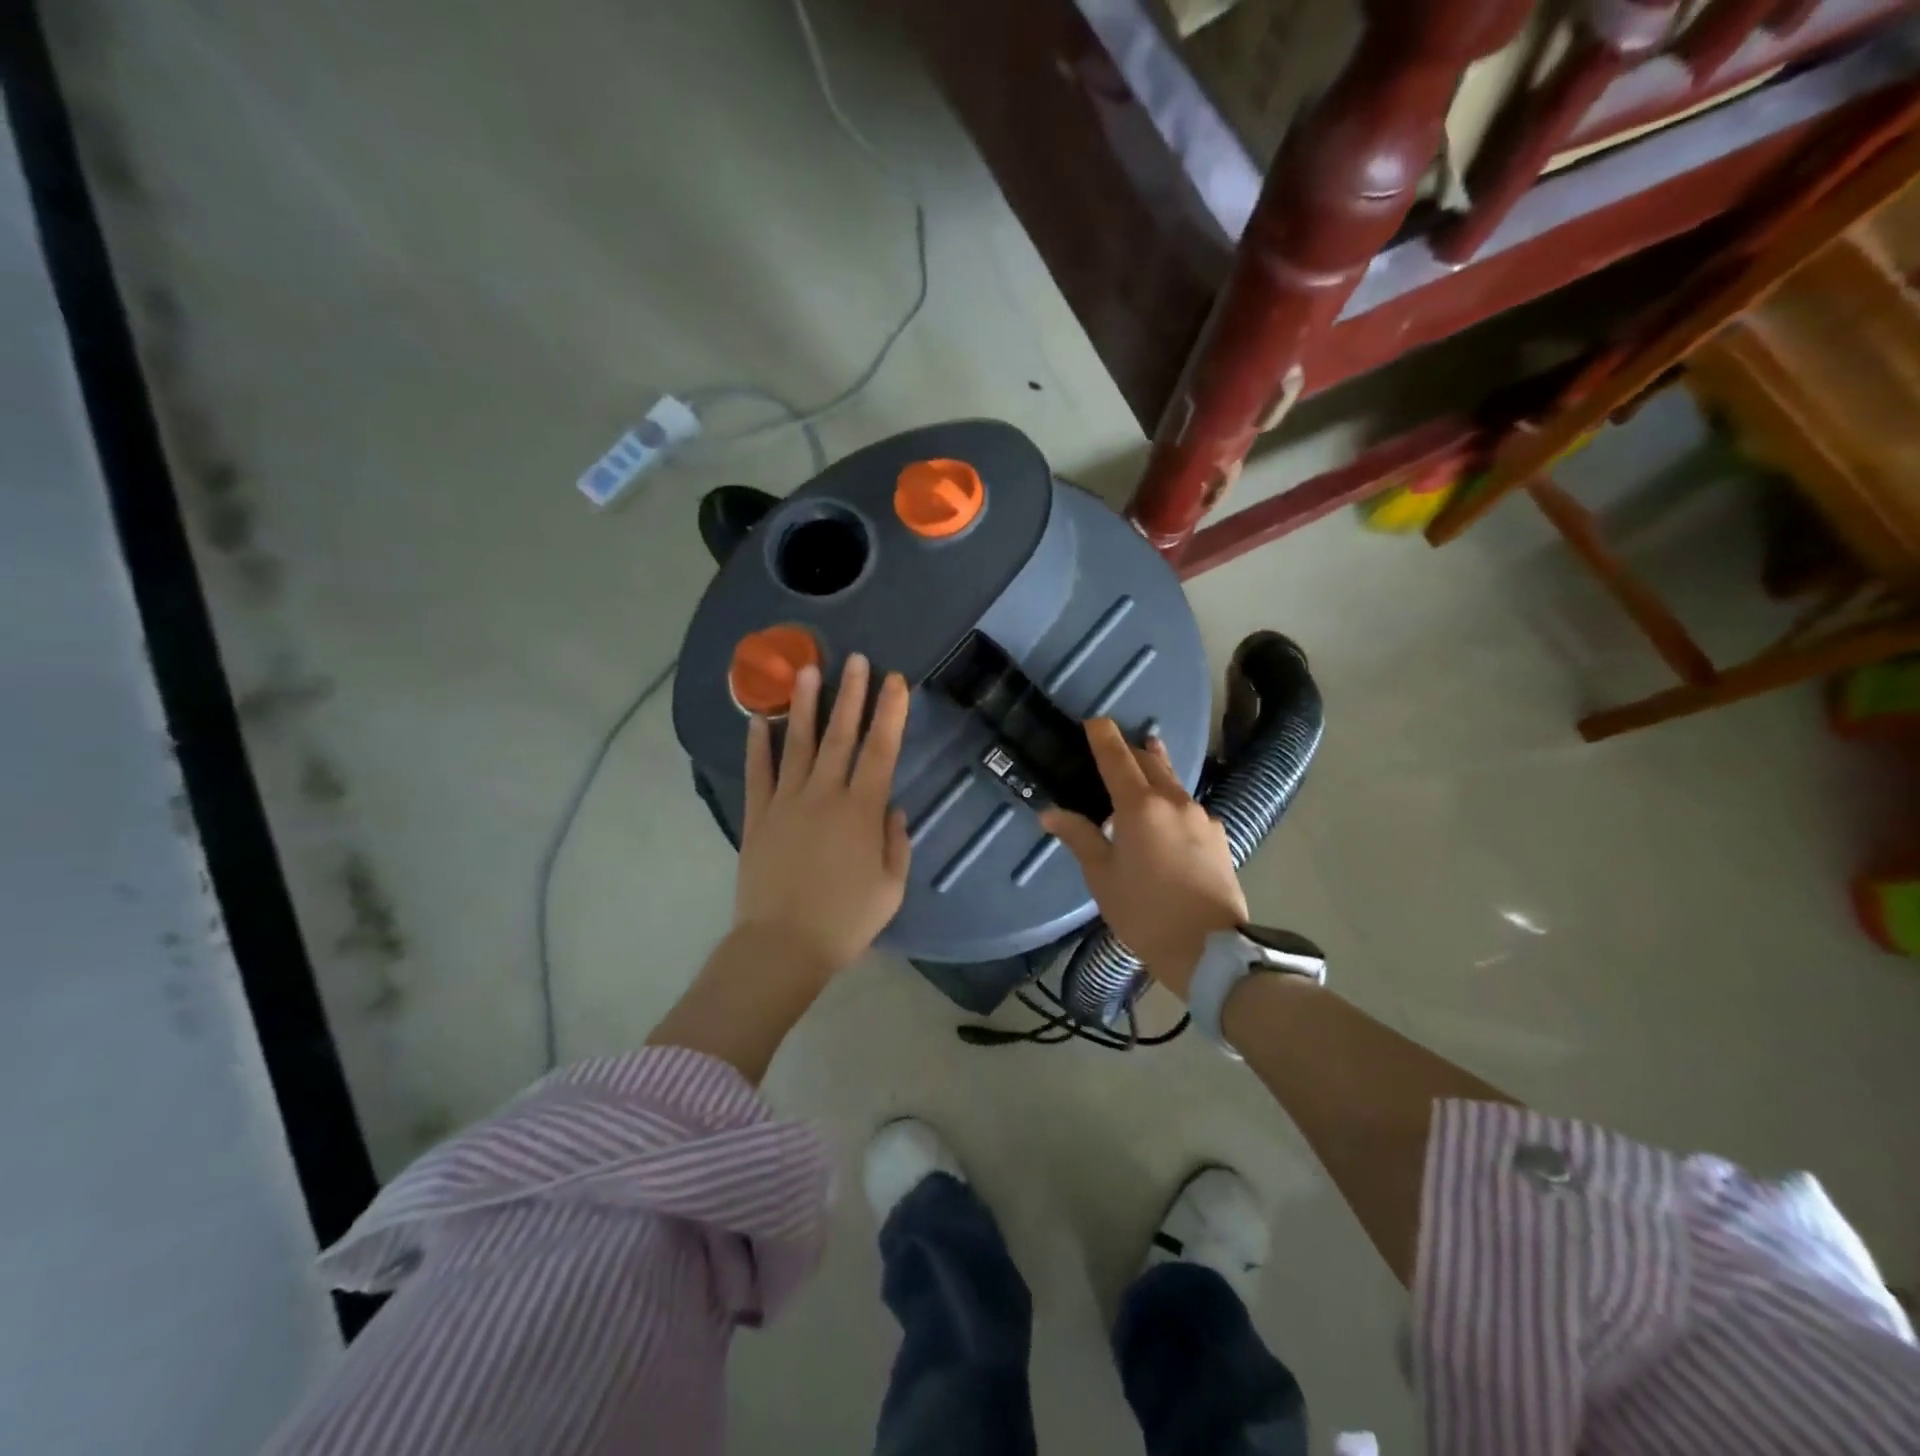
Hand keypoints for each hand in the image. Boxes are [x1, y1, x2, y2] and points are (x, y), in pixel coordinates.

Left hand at [735, 653, 911, 979]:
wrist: (782, 947)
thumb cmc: (845, 921)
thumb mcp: (890, 888)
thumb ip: (895, 843)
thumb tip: (891, 808)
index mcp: (861, 811)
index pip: (881, 750)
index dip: (890, 713)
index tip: (895, 681)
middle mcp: (824, 795)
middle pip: (841, 736)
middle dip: (851, 694)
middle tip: (857, 660)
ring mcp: (786, 803)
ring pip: (798, 745)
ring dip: (804, 705)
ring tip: (807, 670)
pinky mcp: (758, 818)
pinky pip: (758, 774)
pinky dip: (757, 746)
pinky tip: (758, 720)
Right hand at [1040, 719, 1245, 998]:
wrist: (1209, 948)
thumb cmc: (1144, 912)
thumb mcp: (1102, 876)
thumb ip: (1079, 837)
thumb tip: (1050, 812)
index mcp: (1139, 806)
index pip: (1117, 757)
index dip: (1103, 736)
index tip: (1094, 720)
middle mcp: (1174, 801)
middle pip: (1150, 762)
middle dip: (1131, 749)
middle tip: (1115, 746)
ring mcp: (1201, 817)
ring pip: (1174, 782)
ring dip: (1155, 771)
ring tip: (1145, 764)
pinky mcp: (1218, 836)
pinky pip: (1189, 807)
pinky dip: (1172, 801)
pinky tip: (1168, 819)